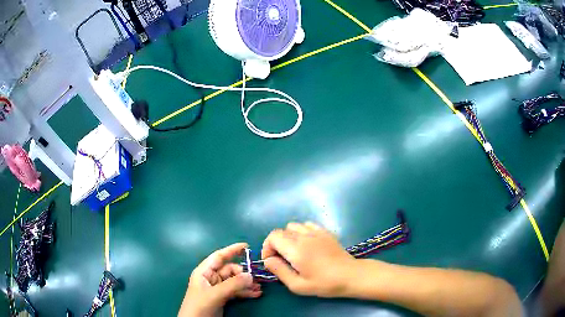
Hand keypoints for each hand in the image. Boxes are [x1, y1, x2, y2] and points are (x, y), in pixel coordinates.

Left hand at [179, 243, 261, 316]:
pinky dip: (245, 292)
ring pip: (235, 282)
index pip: (218, 257)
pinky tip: (256, 294)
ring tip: (260, 288)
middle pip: (230, 270)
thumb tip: (251, 275)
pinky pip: (236, 291)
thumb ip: (232, 285)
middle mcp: (211, 278)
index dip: (231, 250)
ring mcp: (217, 289)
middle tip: (257, 279)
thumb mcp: (215, 295)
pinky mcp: (222, 298)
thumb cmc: (199, 306)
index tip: (247, 246)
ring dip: (247, 284)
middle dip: (244, 273)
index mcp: (204, 272)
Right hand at [261, 222, 356, 297]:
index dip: (267, 247)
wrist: (351, 275)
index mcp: (296, 249)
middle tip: (282, 260)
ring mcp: (316, 232)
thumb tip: (268, 260)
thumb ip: (280, 271)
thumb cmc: (324, 284)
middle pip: (281, 231)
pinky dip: (301, 231)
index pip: (273, 236)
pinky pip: (307, 225)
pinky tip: (307, 244)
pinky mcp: (325, 232)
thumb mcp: (298, 285)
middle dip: (276, 244)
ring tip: (293, 251)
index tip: (271, 261)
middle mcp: (304, 236)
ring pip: (293, 226)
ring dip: (288, 237)